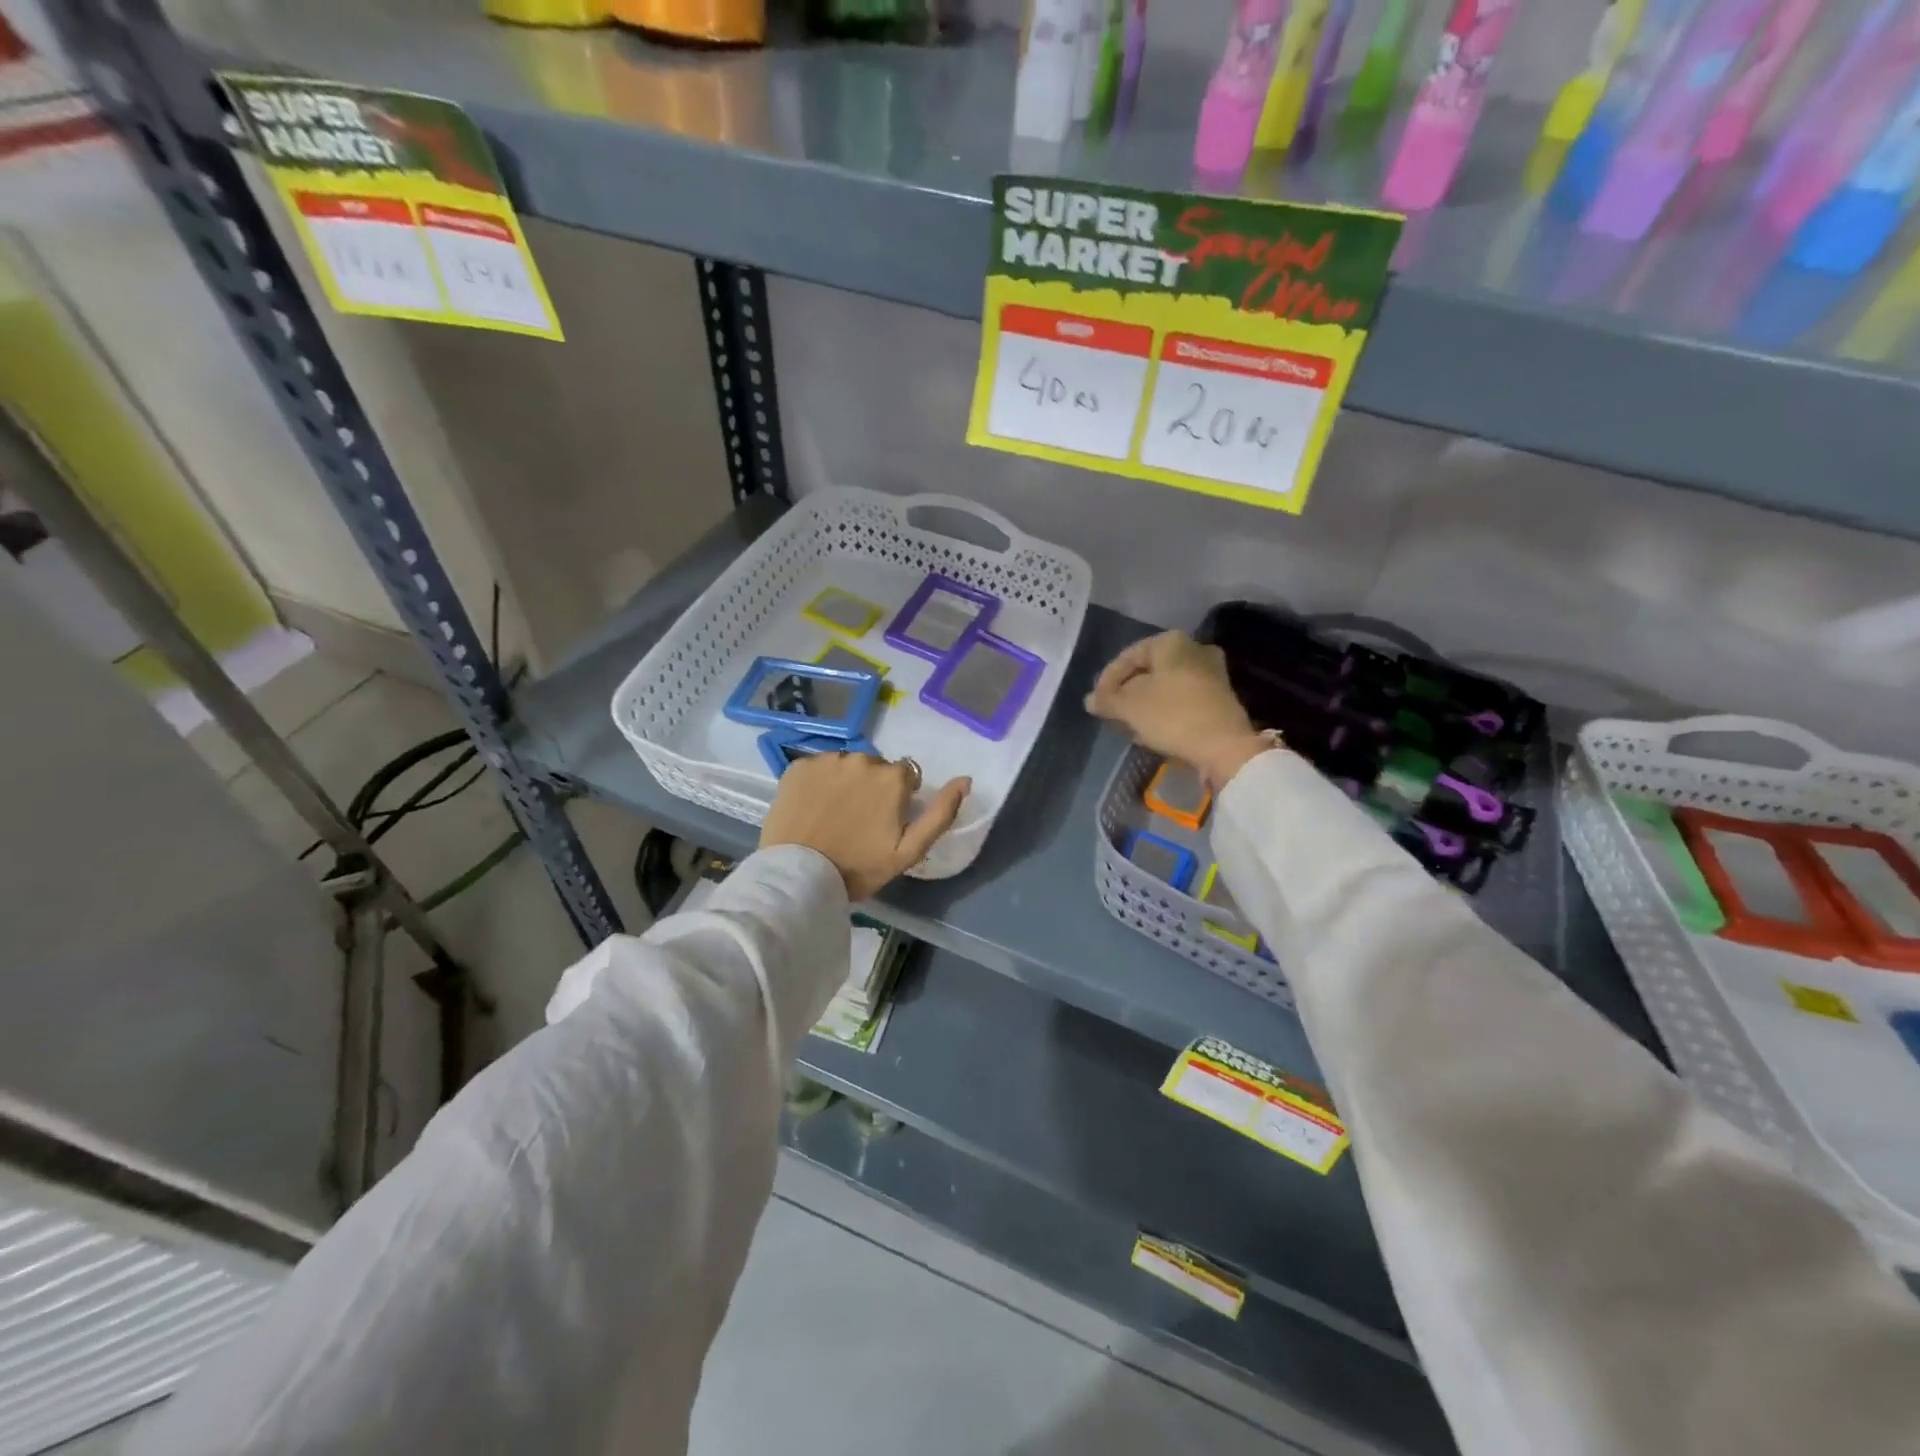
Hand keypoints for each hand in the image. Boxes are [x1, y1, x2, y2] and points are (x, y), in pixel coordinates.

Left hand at [760, 754, 970, 900]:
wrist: (799, 876)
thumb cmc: (859, 868)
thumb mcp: (909, 850)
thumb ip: (941, 813)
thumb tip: (966, 780)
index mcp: (893, 778)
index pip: (905, 776)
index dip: (898, 798)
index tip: (885, 822)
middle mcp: (862, 759)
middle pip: (875, 768)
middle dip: (871, 787)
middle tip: (858, 820)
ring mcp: (827, 760)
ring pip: (846, 765)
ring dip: (845, 782)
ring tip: (834, 814)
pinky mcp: (798, 766)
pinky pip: (817, 768)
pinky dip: (818, 782)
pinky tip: (812, 807)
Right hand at [1085, 631, 1269, 789]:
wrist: (1224, 746)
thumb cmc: (1172, 715)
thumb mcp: (1129, 707)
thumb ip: (1106, 700)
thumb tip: (1090, 700)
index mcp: (1170, 642)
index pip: (1128, 656)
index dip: (1107, 680)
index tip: (1098, 703)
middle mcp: (1194, 649)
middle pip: (1148, 671)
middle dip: (1127, 692)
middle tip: (1113, 713)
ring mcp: (1211, 673)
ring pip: (1165, 686)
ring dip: (1145, 704)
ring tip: (1129, 725)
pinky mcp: (1219, 698)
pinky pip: (1182, 699)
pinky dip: (1164, 711)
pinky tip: (1152, 731)